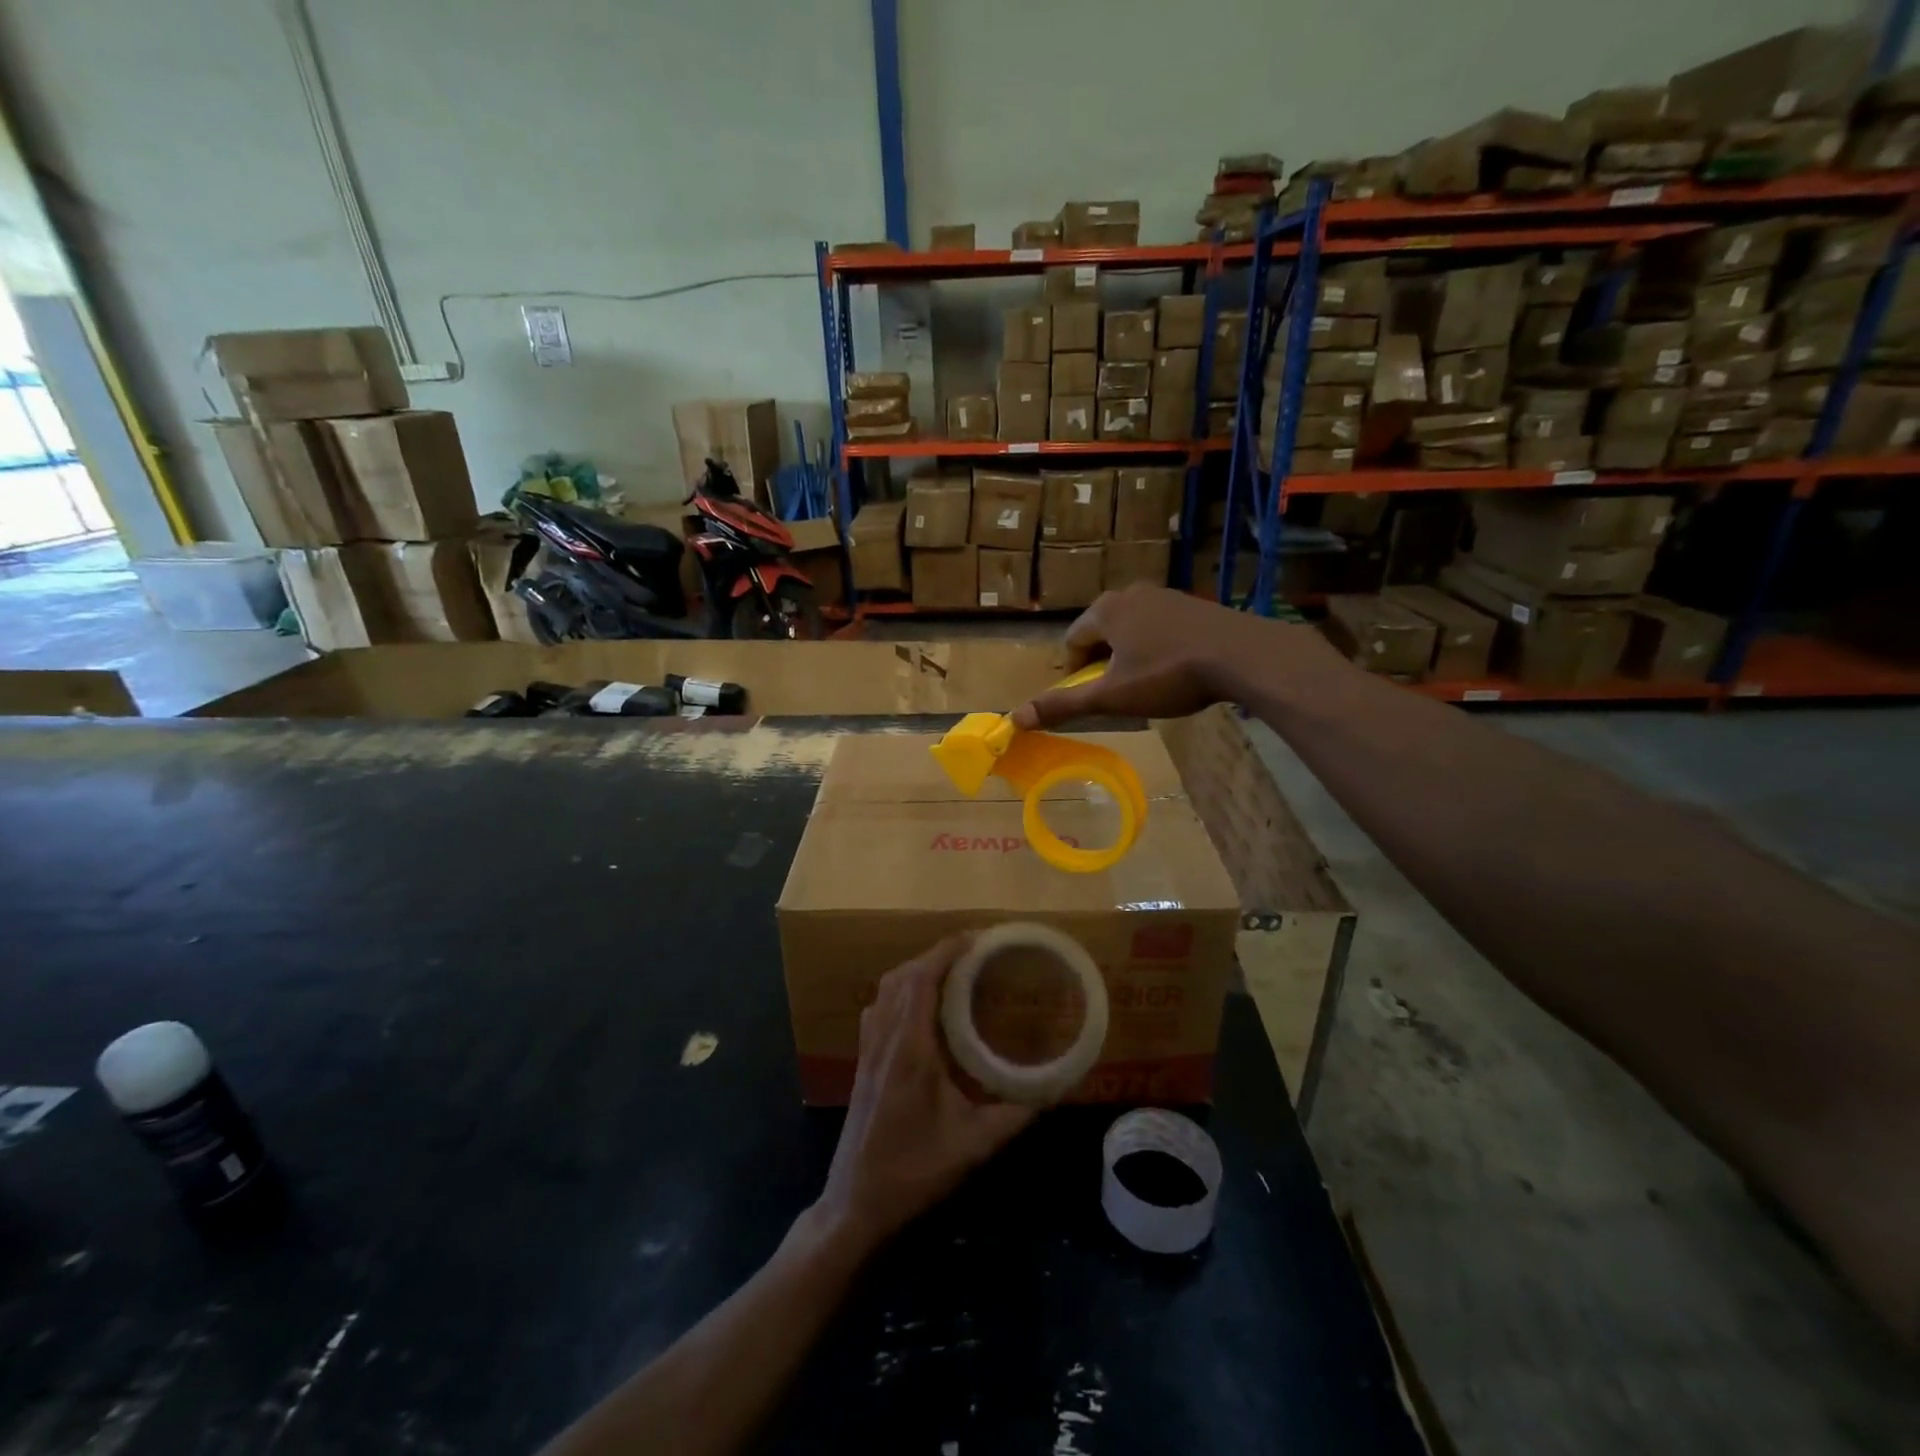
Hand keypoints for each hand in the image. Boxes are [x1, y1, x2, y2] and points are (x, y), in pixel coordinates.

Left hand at [808, 937, 1033, 1253]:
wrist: (855, 1203)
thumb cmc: (913, 1171)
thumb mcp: (972, 1146)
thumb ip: (1014, 1116)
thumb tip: (1052, 1091)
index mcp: (909, 1048)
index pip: (922, 979)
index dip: (947, 951)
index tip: (978, 939)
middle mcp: (884, 1038)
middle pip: (903, 976)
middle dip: (937, 955)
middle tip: (973, 955)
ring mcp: (868, 1049)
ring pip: (887, 989)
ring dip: (917, 970)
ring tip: (951, 973)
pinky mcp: (862, 1062)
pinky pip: (879, 1007)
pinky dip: (901, 991)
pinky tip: (921, 1008)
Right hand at [1011, 584, 1335, 728]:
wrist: (1241, 655)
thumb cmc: (1168, 675)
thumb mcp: (1112, 696)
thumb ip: (1064, 705)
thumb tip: (1016, 717)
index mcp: (1104, 610)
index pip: (1072, 640)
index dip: (1075, 672)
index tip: (1092, 695)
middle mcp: (1130, 593)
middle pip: (1101, 632)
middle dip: (1103, 662)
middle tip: (1119, 692)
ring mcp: (1164, 595)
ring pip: (1131, 628)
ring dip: (1130, 655)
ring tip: (1148, 683)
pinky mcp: (1192, 604)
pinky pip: (1159, 626)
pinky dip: (1157, 647)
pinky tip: (1176, 669)